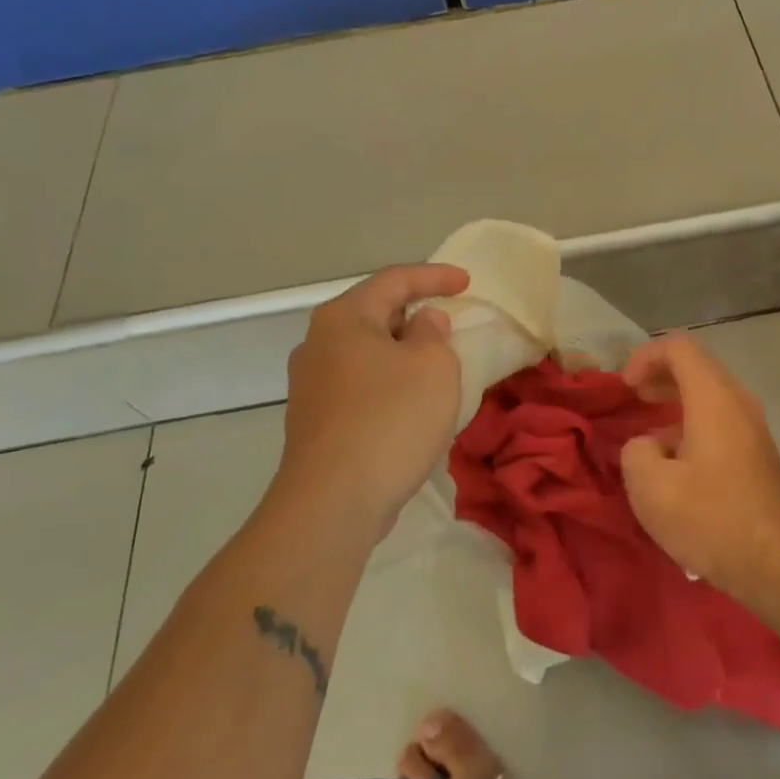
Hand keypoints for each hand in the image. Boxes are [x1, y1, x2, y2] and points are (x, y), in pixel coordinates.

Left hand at [275, 264, 468, 531]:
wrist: (333, 502)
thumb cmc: (391, 419)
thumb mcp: (433, 365)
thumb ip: (433, 333)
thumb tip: (422, 323)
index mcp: (344, 318)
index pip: (394, 280)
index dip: (435, 276)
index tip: (468, 282)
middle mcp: (318, 344)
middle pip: (374, 314)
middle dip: (416, 314)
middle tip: (451, 320)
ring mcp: (311, 385)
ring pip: (367, 353)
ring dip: (403, 353)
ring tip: (437, 363)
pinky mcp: (315, 422)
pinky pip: (361, 386)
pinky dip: (390, 383)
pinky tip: (412, 404)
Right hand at [619, 334, 779, 604]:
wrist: (774, 565)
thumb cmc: (710, 519)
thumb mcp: (650, 487)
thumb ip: (635, 450)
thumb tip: (648, 444)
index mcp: (714, 398)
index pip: (679, 348)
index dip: (645, 356)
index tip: (625, 387)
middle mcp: (738, 402)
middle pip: (697, 366)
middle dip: (660, 375)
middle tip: (632, 397)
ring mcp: (754, 427)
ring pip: (710, 393)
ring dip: (676, 400)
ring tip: (649, 428)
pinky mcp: (758, 452)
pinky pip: (721, 417)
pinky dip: (693, 420)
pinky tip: (676, 456)